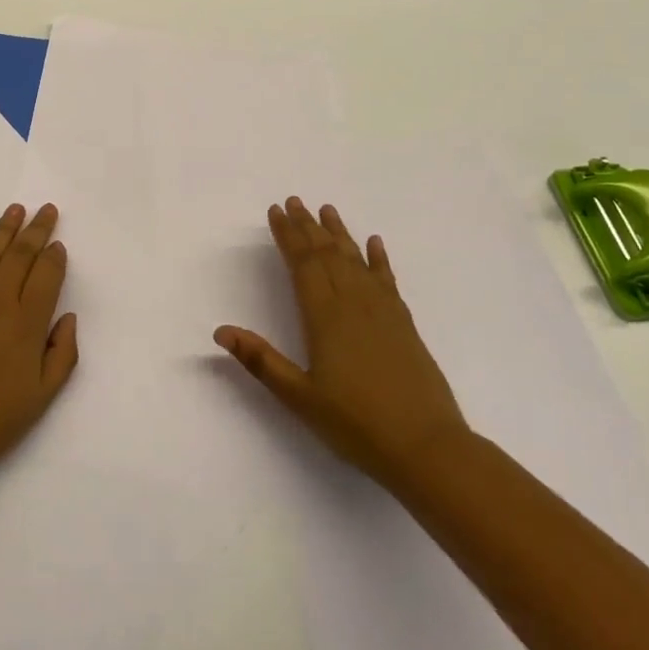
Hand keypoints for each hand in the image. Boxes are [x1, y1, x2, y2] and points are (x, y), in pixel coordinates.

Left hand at [0, 203, 78, 494]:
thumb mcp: (42, 398)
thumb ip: (63, 354)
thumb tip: (66, 317)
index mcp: (26, 325)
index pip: (46, 276)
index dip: (54, 256)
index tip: (59, 244)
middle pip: (19, 256)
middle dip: (36, 230)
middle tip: (45, 209)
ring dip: (3, 229)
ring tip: (16, 209)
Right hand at [215, 196, 469, 492]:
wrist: (427, 447)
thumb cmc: (357, 424)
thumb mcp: (300, 397)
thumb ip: (261, 361)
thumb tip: (221, 331)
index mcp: (325, 316)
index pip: (303, 264)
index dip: (287, 235)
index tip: (276, 211)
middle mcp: (353, 303)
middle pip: (327, 254)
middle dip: (307, 226)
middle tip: (294, 201)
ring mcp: (383, 311)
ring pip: (355, 260)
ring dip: (338, 233)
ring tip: (326, 210)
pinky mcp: (404, 323)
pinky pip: (387, 279)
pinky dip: (378, 258)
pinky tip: (374, 243)